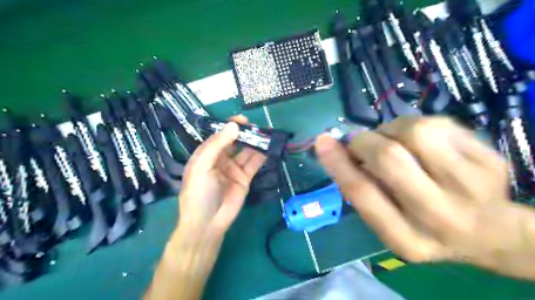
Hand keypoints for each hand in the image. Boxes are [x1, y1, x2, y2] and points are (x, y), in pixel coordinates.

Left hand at [177, 117, 267, 232]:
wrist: (208, 222)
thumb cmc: (199, 192)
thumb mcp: (203, 166)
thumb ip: (218, 145)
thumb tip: (234, 125)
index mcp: (207, 154)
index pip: (219, 136)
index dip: (230, 126)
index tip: (243, 120)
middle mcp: (221, 159)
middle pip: (235, 142)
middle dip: (245, 134)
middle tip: (258, 127)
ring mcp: (234, 169)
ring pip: (246, 152)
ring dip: (255, 143)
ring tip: (267, 135)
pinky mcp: (245, 178)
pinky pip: (254, 164)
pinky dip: (261, 156)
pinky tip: (269, 148)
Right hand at [314, 118, 512, 264]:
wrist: (488, 232)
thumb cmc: (422, 226)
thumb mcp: (386, 222)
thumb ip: (361, 191)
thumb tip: (336, 148)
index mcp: (406, 239)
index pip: (362, 193)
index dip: (338, 162)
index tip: (322, 141)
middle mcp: (440, 216)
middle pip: (389, 158)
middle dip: (365, 141)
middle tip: (361, 142)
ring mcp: (473, 186)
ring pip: (416, 131)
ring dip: (391, 129)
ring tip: (392, 141)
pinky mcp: (491, 160)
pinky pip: (439, 123)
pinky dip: (415, 125)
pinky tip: (419, 141)